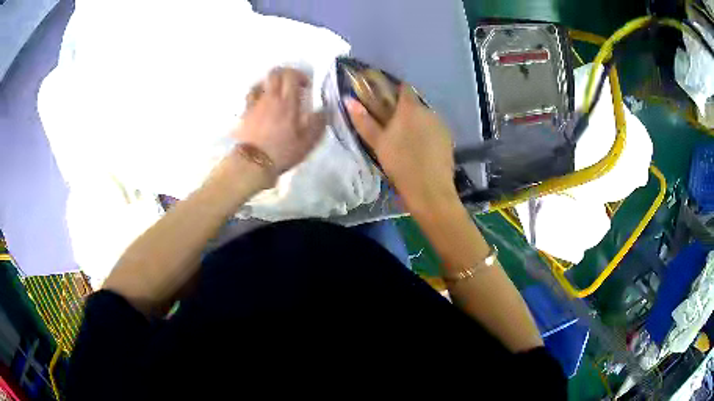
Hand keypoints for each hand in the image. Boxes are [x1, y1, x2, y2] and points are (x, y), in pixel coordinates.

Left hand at [233, 68, 325, 175]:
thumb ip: (318, 123)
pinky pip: (250, 95)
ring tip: (276, 93)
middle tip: (292, 85)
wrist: (253, 164)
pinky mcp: (245, 112)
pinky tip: (261, 102)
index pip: (291, 75)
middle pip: (275, 73)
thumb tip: (324, 110)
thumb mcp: (307, 142)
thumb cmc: (282, 152)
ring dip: (270, 83)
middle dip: (285, 74)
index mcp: (287, 102)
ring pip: (261, 82)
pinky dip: (257, 93)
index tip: (306, 86)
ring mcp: (256, 104)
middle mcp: (271, 98)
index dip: (300, 75)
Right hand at [346, 85, 457, 213]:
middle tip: (391, 126)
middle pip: (414, 104)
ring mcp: (441, 125)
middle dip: (403, 110)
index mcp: (410, 108)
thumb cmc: (400, 164)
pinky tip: (420, 149)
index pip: (403, 88)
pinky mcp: (449, 139)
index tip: (383, 101)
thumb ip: (364, 120)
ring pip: (425, 117)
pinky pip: (434, 129)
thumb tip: (348, 100)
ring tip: (406, 140)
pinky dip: (426, 133)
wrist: (430, 190)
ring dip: (415, 122)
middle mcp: (429, 111)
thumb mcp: (378, 143)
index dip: (392, 91)